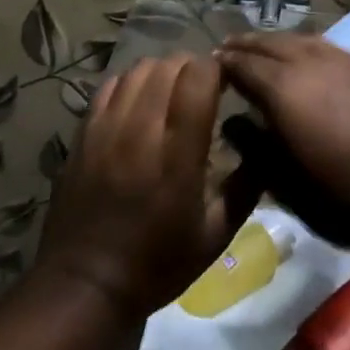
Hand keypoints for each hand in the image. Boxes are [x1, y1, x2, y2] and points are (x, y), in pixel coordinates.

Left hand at [35, 55, 258, 320]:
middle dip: (192, 68)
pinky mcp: (83, 132)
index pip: (198, 77)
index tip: (227, 84)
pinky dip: (131, 83)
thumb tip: (266, 144)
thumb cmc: (158, 263)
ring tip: (172, 92)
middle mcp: (141, 130)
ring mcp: (107, 128)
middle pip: (168, 65)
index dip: (216, 70)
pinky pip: (110, 85)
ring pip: (138, 69)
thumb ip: (247, 185)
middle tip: (203, 88)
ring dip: (162, 71)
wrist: (85, 285)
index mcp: (178, 154)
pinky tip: (139, 102)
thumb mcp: (216, 234)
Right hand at [216, 32, 349, 247]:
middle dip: (245, 44)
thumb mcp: (292, 187)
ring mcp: (342, 59)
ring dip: (274, 40)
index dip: (223, 64)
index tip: (208, 64)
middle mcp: (309, 63)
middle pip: (269, 44)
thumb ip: (258, 150)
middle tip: (227, 47)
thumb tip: (233, 122)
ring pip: (298, 38)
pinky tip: (304, 53)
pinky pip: (324, 43)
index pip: (243, 66)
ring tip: (261, 45)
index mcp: (284, 91)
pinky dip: (303, 44)